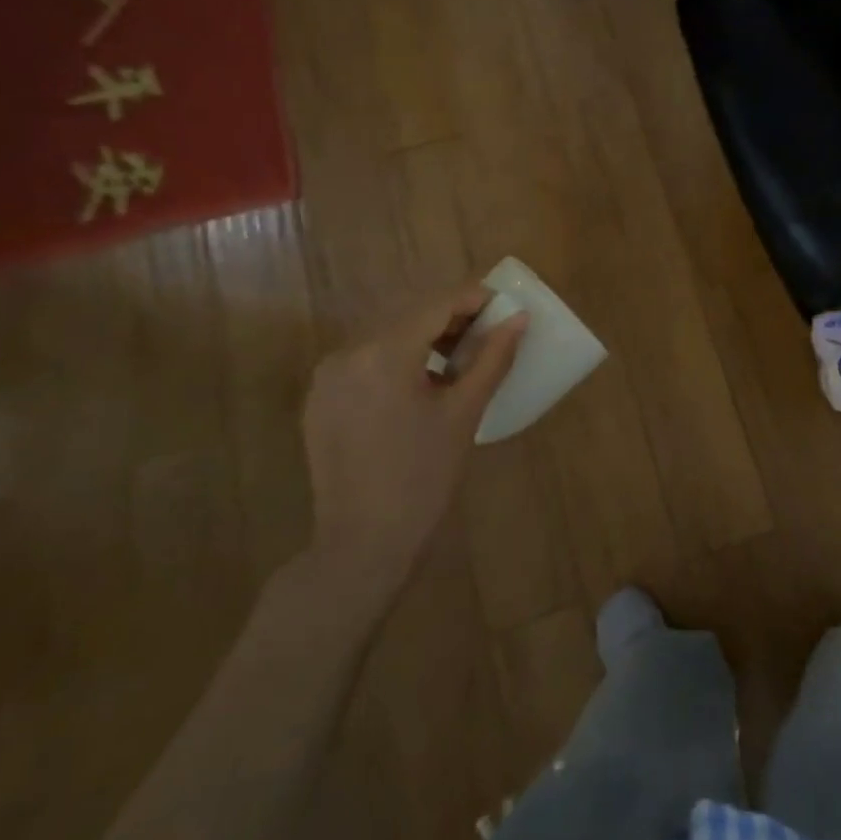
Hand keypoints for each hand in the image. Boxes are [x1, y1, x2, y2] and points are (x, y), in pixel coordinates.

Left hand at [302, 284, 525, 590]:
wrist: (364, 540)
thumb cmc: (424, 476)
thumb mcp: (465, 413)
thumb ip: (493, 358)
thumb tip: (519, 318)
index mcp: (383, 354)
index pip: (436, 305)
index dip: (473, 298)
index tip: (504, 305)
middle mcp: (347, 353)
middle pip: (409, 316)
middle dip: (451, 318)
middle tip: (489, 333)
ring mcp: (327, 377)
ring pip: (386, 337)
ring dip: (425, 338)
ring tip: (461, 359)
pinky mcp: (321, 399)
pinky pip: (366, 361)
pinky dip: (399, 359)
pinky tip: (424, 384)